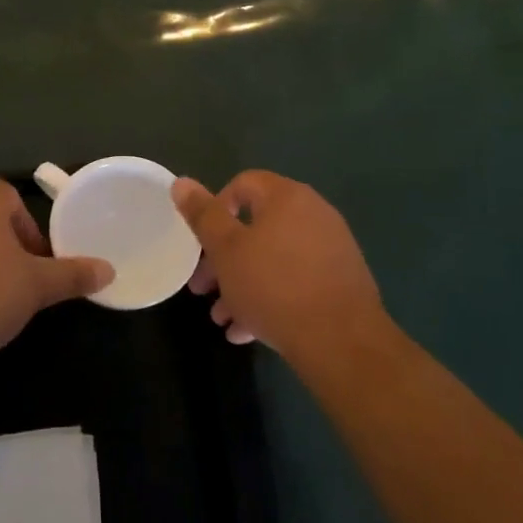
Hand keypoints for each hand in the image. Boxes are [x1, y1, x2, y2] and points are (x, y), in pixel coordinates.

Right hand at [172, 171, 390, 367]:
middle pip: (256, 226)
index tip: (201, 243)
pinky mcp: (341, 281)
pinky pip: (296, 280)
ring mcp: (331, 248)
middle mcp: (313, 214)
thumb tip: (181, 181)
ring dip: (242, 284)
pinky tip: (248, 332)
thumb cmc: (274, 286)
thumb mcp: (226, 250)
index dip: (215, 209)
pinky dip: (270, 297)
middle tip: (202, 288)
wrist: (341, 341)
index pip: (243, 184)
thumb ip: (203, 215)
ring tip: (222, 318)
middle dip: (223, 258)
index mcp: (287, 197)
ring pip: (273, 259)